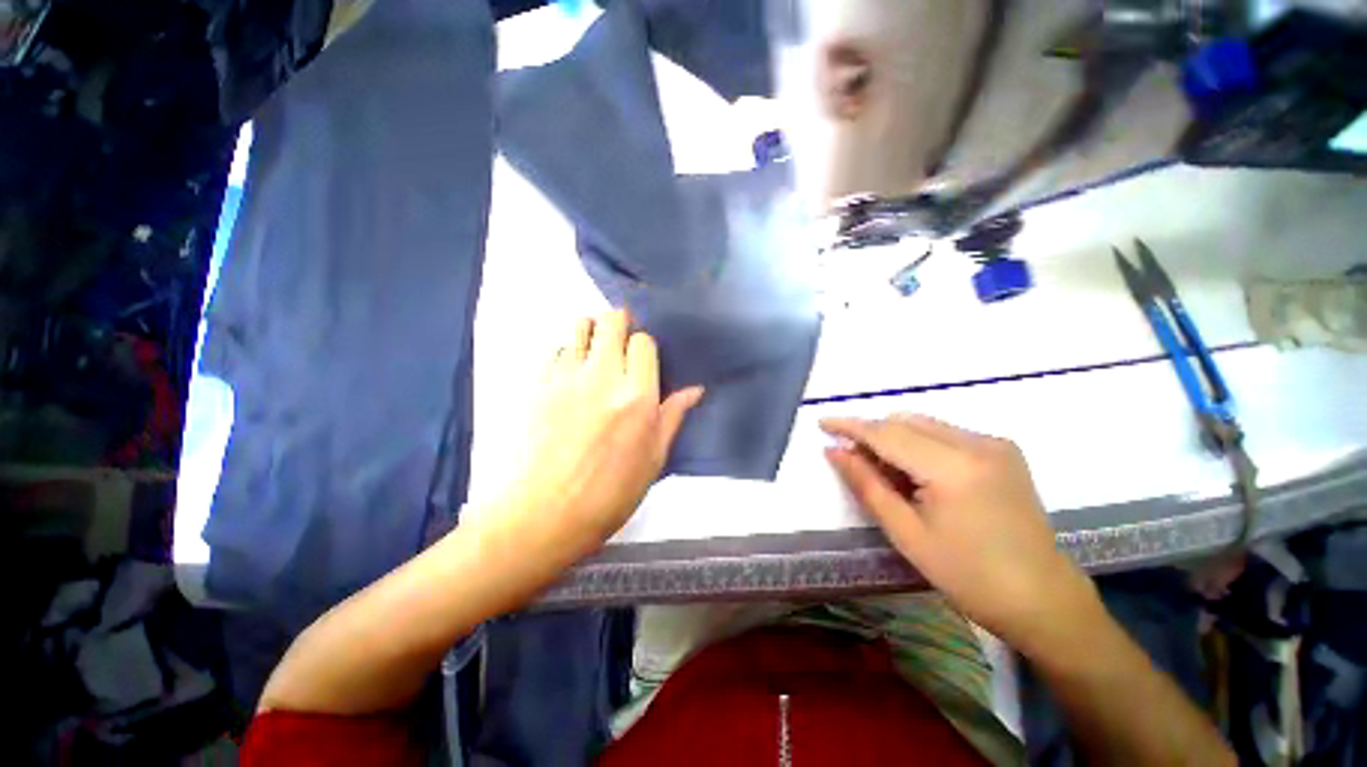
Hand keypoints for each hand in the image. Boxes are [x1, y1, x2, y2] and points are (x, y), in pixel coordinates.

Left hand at [479, 310, 702, 562]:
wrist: (542, 516)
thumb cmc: (608, 495)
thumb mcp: (653, 460)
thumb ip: (673, 416)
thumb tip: (695, 389)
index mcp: (637, 397)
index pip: (643, 342)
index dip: (644, 346)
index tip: (642, 360)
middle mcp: (603, 377)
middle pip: (611, 320)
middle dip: (619, 323)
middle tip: (620, 342)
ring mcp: (565, 378)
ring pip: (579, 326)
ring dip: (591, 332)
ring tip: (594, 353)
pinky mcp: (536, 385)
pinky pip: (553, 349)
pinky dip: (565, 352)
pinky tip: (568, 374)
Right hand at [821, 415, 1103, 655]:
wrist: (1043, 598)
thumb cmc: (968, 576)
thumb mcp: (906, 533)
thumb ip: (866, 484)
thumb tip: (834, 451)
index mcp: (953, 467)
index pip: (887, 433)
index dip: (851, 426)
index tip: (822, 423)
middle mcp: (977, 443)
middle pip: (904, 422)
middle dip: (872, 435)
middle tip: (852, 460)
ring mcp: (994, 444)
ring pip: (923, 424)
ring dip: (895, 439)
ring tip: (887, 474)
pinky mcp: (1003, 450)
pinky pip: (944, 433)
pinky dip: (919, 444)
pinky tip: (919, 475)